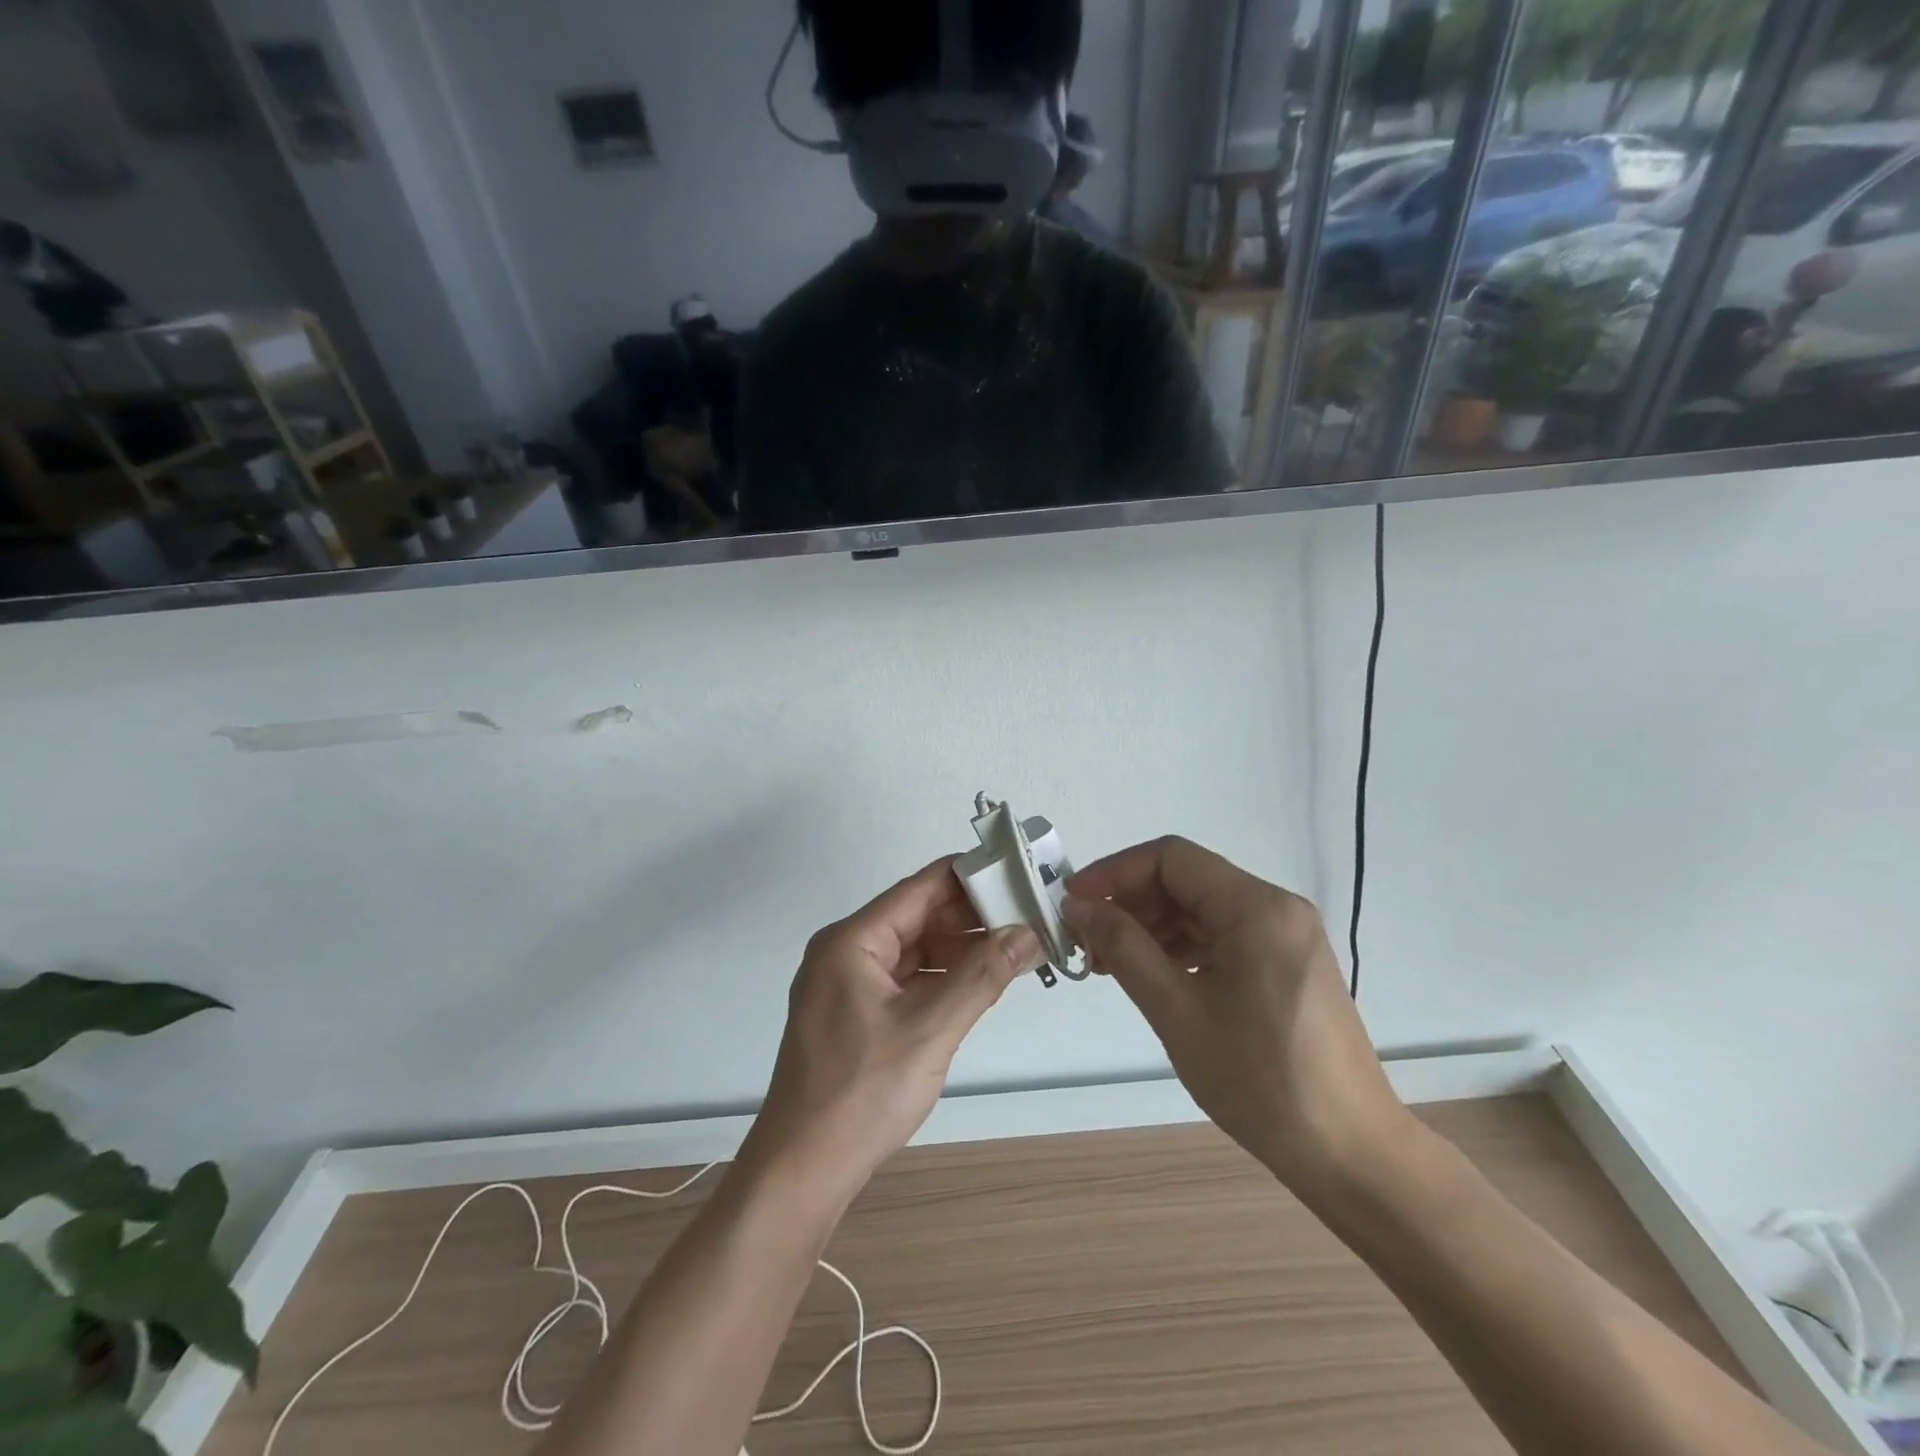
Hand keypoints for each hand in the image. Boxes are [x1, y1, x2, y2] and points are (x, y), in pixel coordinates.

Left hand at [743, 859, 1043, 1202]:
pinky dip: (942, 978)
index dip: (968, 876)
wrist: (801, 1172)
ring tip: (1014, 947)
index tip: (1016, 872)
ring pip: (914, 950)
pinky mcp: (856, 1015)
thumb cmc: (861, 1094)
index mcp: (852, 941)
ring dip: (960, 949)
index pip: (919, 888)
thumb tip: (1027, 932)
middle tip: (1027, 915)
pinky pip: (906, 980)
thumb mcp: (929, 1031)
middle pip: (917, 917)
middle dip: (970, 917)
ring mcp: (848, 985)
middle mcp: (846, 952)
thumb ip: (981, 977)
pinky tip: (979, 982)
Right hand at [1063, 838, 1412, 1193]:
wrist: (1350, 1153)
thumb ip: (1123, 948)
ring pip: (1201, 909)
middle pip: (1186, 880)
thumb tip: (1079, 906)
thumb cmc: (1260, 1081)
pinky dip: (1180, 948)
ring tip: (1107, 965)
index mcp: (1256, 907)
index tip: (1074, 904)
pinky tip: (1151, 976)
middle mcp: (1276, 908)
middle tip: (1085, 942)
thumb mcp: (1177, 1011)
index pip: (1170, 858)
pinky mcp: (1286, 963)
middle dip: (1129, 904)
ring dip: (1151, 927)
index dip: (1114, 872)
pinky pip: (1221, 935)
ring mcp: (1285, 936)